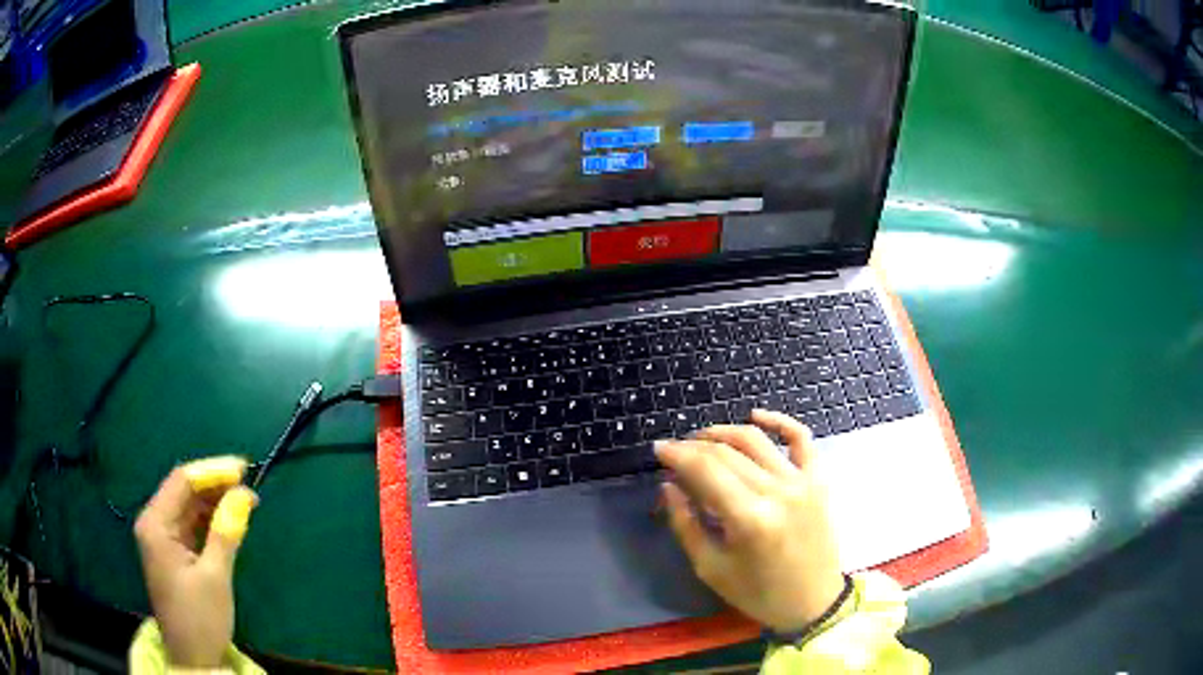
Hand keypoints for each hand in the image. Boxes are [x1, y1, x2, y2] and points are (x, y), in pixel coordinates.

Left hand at [133, 458, 257, 667]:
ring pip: (189, 507)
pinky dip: (210, 521)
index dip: (212, 471)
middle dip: (215, 486)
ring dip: (215, 503)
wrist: (194, 659)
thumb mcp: (215, 576)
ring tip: (246, 502)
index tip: (244, 469)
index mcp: (155, 524)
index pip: (182, 481)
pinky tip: (230, 520)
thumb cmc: (200, 618)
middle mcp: (154, 523)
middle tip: (250, 486)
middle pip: (184, 491)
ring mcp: (162, 538)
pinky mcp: (173, 552)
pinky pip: (191, 525)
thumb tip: (245, 494)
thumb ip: (227, 532)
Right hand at [655, 410, 843, 632]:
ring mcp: (802, 482)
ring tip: (702, 438)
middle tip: (674, 451)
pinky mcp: (818, 480)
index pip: (705, 470)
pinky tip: (756, 414)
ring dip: (724, 432)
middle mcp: (777, 491)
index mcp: (749, 518)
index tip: (658, 450)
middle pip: (727, 453)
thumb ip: (686, 524)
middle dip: (694, 447)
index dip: (677, 454)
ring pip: (757, 441)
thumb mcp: (712, 568)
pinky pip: (801, 439)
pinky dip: (779, 421)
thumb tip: (668, 486)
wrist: (813, 602)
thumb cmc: (758, 593)